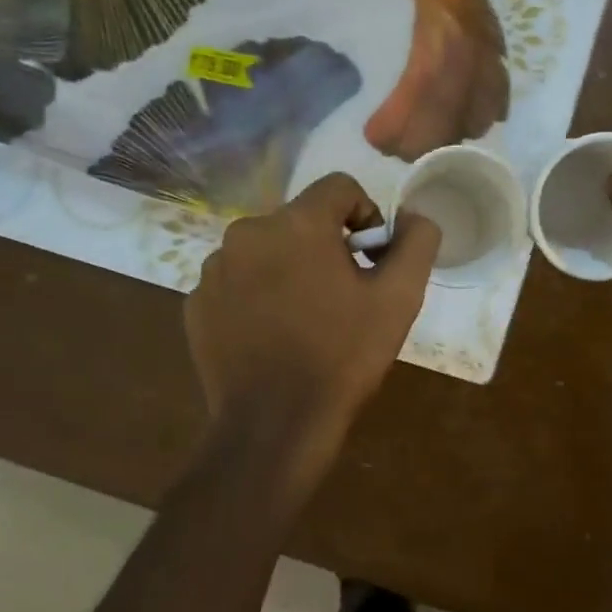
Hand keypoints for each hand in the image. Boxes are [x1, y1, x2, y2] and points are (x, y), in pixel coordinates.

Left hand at [186, 174, 440, 500]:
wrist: (275, 424)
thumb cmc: (342, 357)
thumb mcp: (399, 299)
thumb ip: (416, 242)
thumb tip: (415, 216)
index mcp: (297, 224)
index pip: (339, 187)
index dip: (366, 216)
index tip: (372, 260)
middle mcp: (246, 232)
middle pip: (300, 220)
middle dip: (326, 247)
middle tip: (342, 296)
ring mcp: (214, 269)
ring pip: (266, 251)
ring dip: (289, 270)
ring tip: (305, 319)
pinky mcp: (196, 303)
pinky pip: (237, 282)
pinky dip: (257, 297)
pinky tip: (272, 336)